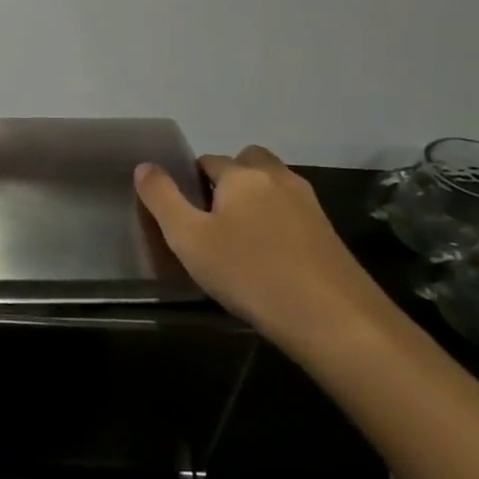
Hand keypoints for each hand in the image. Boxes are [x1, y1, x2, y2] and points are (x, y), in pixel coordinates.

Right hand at [135, 146, 386, 351]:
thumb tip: (145, 166)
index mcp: (242, 175)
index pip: (208, 160)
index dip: (191, 180)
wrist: (332, 318)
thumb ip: (161, 198)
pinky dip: (276, 222)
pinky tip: (267, 257)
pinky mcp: (328, 233)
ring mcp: (309, 205)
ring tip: (237, 239)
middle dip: (229, 178)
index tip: (183, 211)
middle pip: (248, 161)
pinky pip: (292, 212)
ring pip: (273, 186)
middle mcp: (278, 179)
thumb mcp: (188, 238)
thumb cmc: (248, 272)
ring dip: (255, 199)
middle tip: (212, 217)